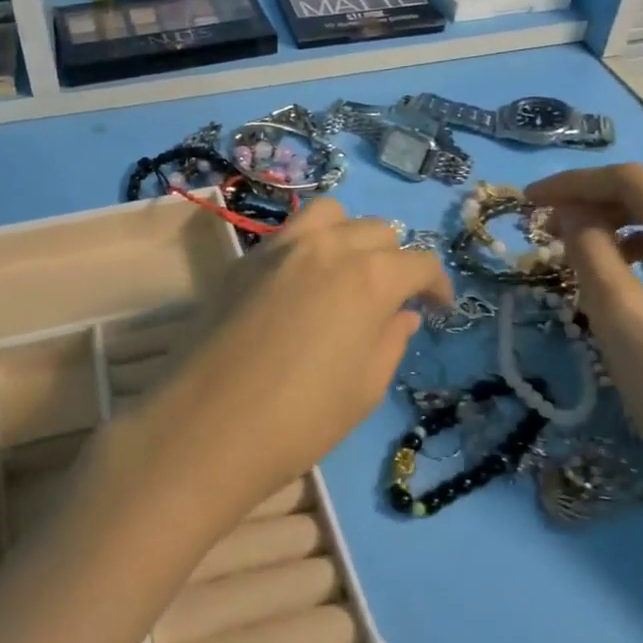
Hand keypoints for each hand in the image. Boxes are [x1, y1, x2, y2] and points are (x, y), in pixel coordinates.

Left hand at [136, 200, 451, 522]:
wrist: (204, 426)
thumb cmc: (299, 419)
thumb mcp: (364, 388)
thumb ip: (390, 340)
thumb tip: (401, 314)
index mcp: (368, 278)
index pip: (419, 263)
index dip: (436, 285)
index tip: (438, 308)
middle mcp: (326, 247)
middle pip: (376, 231)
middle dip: (394, 260)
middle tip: (390, 299)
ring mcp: (278, 247)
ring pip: (329, 216)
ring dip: (349, 236)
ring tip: (346, 274)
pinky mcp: (242, 260)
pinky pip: (287, 234)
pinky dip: (308, 246)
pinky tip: (299, 286)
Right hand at [525, 164, 642, 513]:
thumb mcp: (620, 318)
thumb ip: (589, 252)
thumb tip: (568, 211)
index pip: (637, 182)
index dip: (576, 184)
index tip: (527, 200)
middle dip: (593, 200)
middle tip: (541, 221)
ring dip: (614, 223)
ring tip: (569, 244)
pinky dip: (639, 249)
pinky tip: (611, 269)